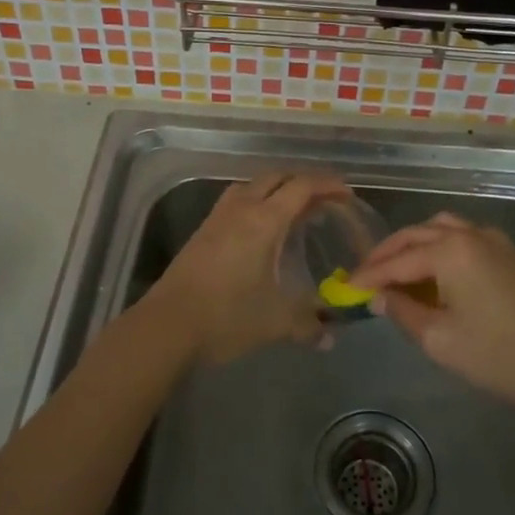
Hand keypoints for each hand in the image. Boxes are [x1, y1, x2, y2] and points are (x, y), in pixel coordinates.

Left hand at [141, 173, 349, 366]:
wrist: (167, 325)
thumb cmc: (227, 316)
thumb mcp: (276, 322)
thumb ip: (308, 324)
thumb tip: (330, 336)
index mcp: (264, 220)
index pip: (301, 187)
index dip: (327, 184)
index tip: (346, 194)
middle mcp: (242, 208)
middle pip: (277, 178)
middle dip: (303, 183)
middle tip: (324, 201)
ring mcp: (218, 217)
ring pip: (252, 185)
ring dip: (276, 189)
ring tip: (294, 211)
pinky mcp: (203, 230)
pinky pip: (236, 200)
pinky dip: (256, 202)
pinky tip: (261, 230)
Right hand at [349, 212, 514, 413]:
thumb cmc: (500, 355)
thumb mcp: (441, 340)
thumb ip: (403, 312)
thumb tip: (381, 296)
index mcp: (450, 251)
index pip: (397, 260)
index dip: (369, 275)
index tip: (345, 287)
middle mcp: (469, 234)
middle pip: (416, 235)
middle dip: (387, 254)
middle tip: (364, 275)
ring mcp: (493, 240)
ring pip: (439, 230)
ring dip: (413, 246)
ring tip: (395, 271)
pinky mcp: (508, 253)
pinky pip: (461, 238)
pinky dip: (437, 248)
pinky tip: (431, 273)